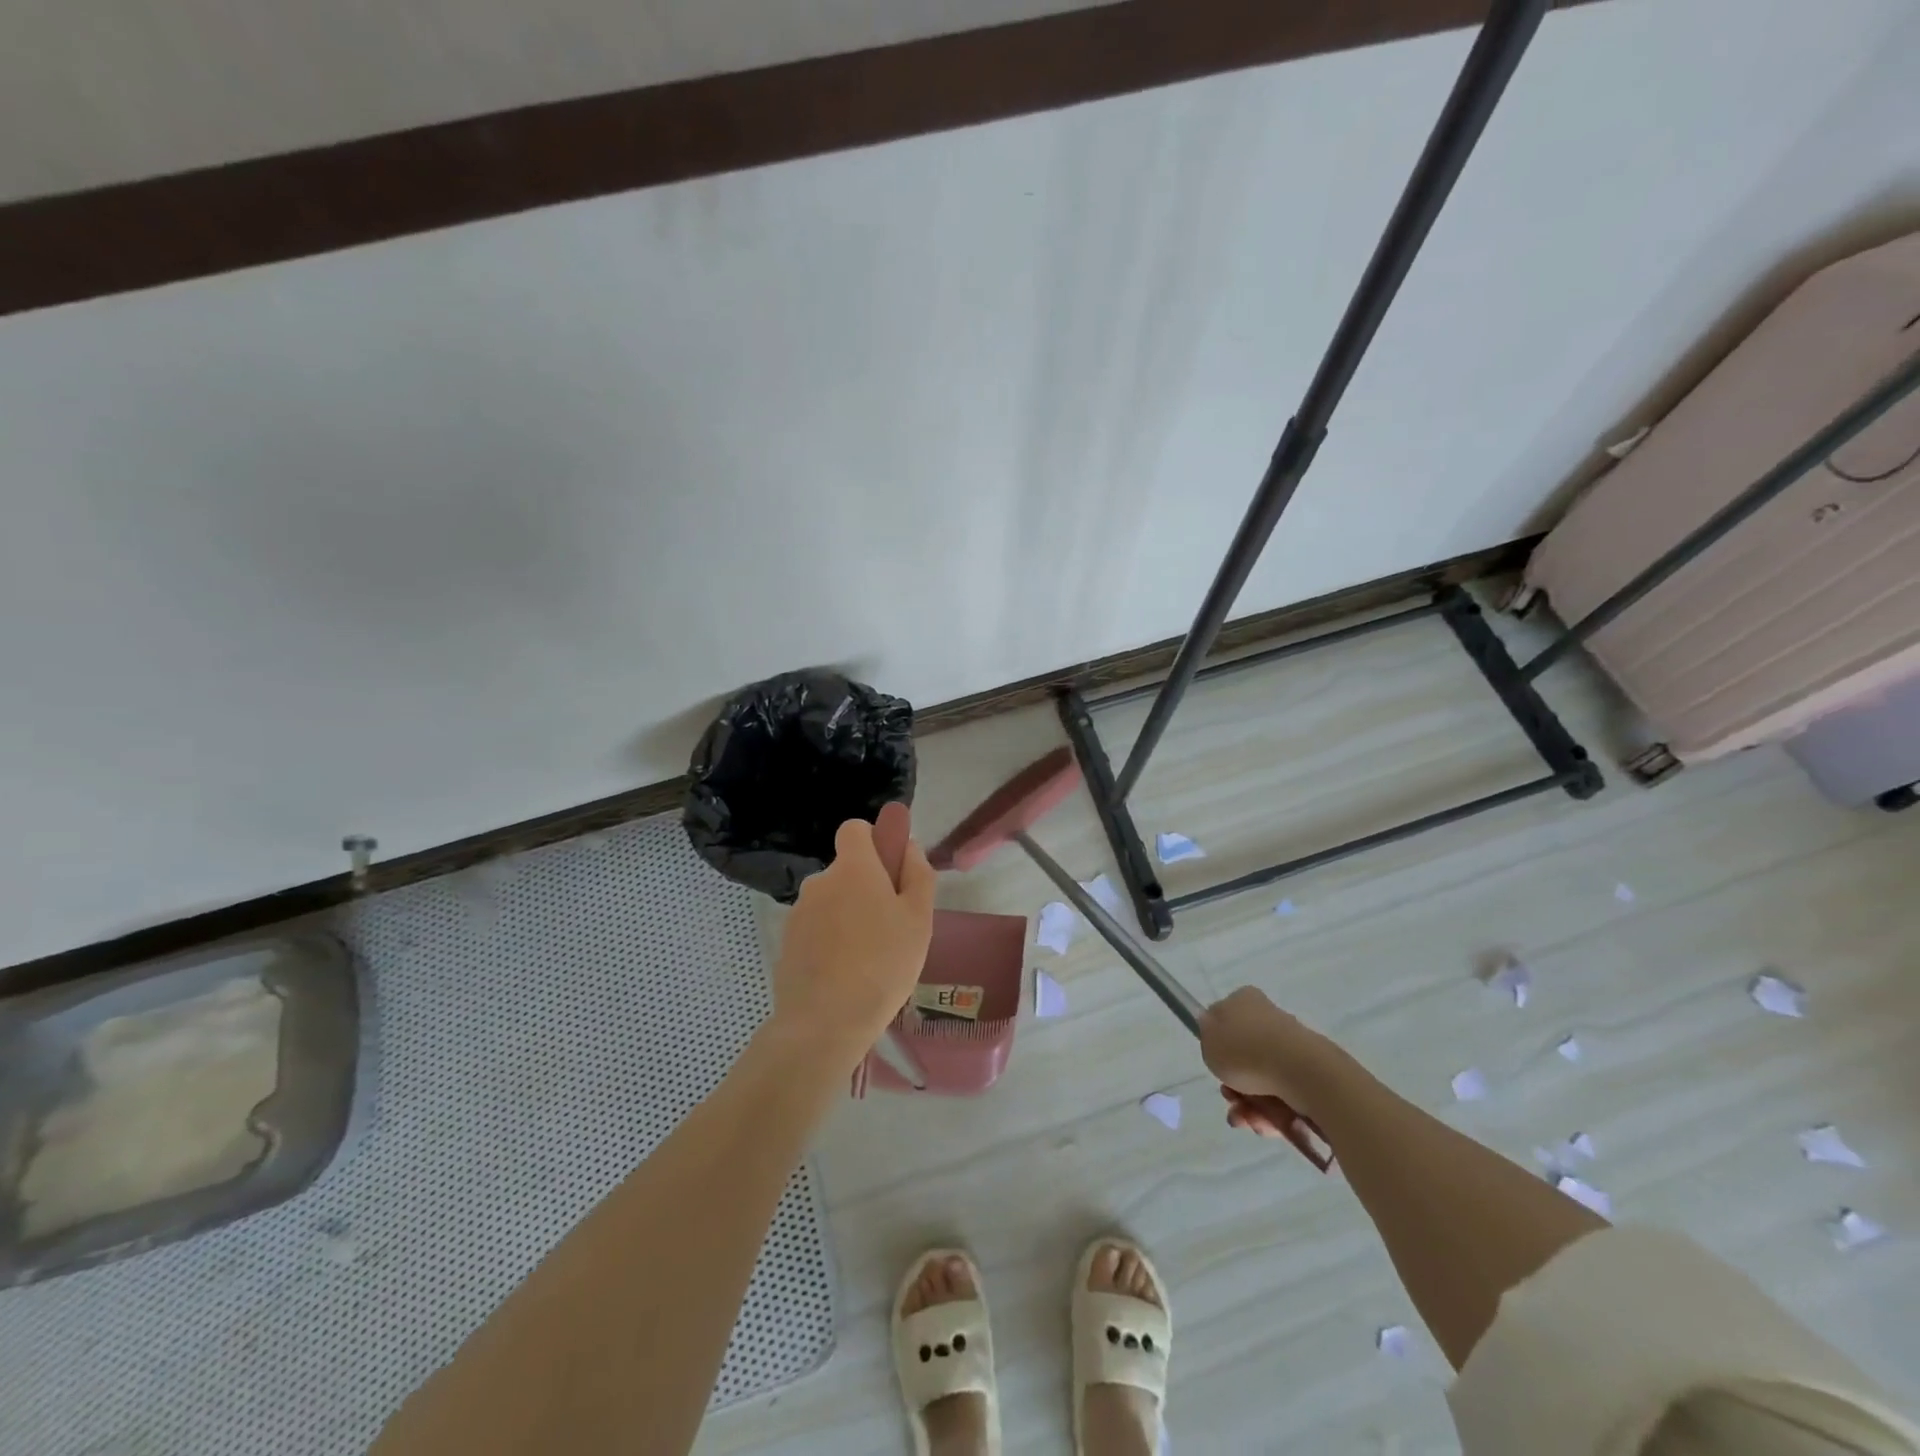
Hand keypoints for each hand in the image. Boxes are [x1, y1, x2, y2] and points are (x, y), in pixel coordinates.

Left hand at [771, 805, 934, 1067]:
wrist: (825, 1022)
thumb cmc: (884, 964)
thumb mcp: (919, 918)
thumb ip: (917, 874)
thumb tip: (908, 846)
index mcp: (852, 868)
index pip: (854, 829)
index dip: (873, 841)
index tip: (890, 870)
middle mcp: (819, 881)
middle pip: (846, 871)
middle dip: (866, 888)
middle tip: (891, 928)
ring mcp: (798, 914)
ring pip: (831, 902)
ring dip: (848, 917)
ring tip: (869, 959)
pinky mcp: (787, 944)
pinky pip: (816, 930)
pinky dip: (830, 941)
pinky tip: (845, 975)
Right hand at [1199, 986, 1345, 1126]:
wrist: (1300, 1072)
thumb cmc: (1245, 1050)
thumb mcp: (1208, 1037)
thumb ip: (1207, 1033)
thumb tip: (1214, 1028)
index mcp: (1244, 1001)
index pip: (1225, 1021)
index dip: (1217, 1048)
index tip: (1216, 1067)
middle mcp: (1269, 1018)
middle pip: (1244, 1057)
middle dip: (1234, 1086)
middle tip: (1230, 1099)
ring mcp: (1291, 1047)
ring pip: (1262, 1081)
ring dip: (1250, 1106)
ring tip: (1247, 1121)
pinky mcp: (1309, 1073)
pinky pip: (1283, 1096)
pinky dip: (1273, 1113)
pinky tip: (1266, 1124)